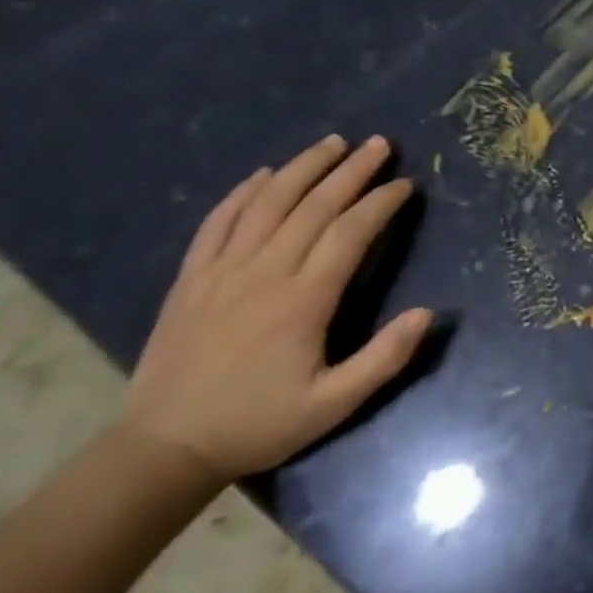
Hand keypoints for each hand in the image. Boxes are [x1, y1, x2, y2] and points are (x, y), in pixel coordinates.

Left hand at [121, 135, 430, 482]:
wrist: (164, 449)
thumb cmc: (259, 424)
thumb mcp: (334, 404)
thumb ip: (384, 358)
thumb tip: (428, 313)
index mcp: (303, 300)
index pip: (350, 233)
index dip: (381, 203)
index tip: (405, 184)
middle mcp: (263, 273)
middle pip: (313, 206)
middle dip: (351, 171)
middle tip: (379, 144)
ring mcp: (221, 273)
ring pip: (267, 204)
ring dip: (302, 168)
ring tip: (331, 143)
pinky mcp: (190, 280)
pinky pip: (216, 224)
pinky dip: (241, 194)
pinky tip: (262, 175)